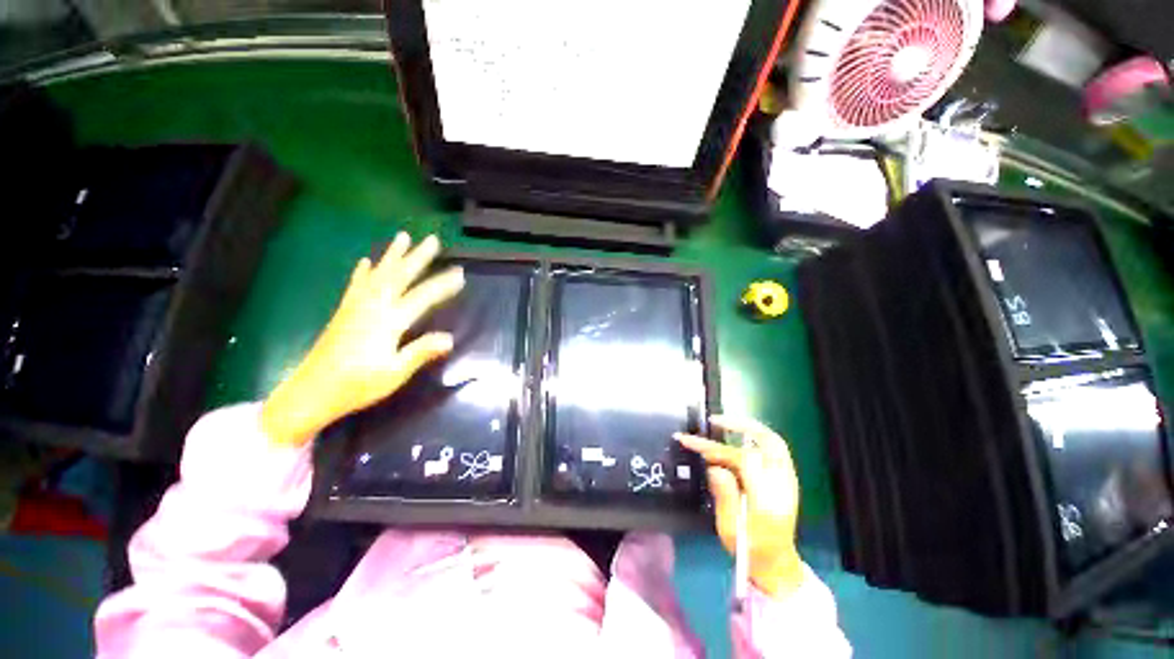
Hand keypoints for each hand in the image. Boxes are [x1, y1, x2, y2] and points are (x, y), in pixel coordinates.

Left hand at [261, 234, 464, 446]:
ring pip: (377, 275)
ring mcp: (355, 307)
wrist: (310, 393)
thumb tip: (450, 339)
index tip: (460, 274)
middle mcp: (371, 308)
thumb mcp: (393, 373)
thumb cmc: (357, 386)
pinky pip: (356, 285)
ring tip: (402, 238)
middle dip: (417, 257)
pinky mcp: (344, 312)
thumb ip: (420, 352)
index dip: (442, 286)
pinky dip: (363, 272)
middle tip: (432, 240)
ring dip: (392, 255)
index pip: (421, 298)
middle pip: (398, 276)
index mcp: (387, 322)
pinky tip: (366, 262)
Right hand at [676, 416, 804, 597]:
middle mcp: (782, 483)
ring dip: (748, 428)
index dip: (714, 448)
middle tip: (714, 421)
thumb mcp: (729, 528)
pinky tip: (736, 438)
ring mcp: (787, 479)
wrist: (777, 564)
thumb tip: (714, 467)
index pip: (741, 459)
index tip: (690, 442)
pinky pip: (772, 448)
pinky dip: (754, 437)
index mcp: (768, 498)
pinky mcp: (785, 479)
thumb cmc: (750, 549)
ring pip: (773, 442)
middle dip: (739, 426)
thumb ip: (724, 496)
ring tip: (723, 423)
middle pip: (768, 442)